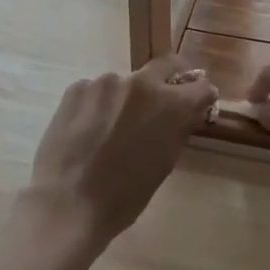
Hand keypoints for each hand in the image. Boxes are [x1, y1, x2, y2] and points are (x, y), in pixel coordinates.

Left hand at [22, 54, 215, 256]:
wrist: (68, 204)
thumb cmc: (124, 195)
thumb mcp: (164, 164)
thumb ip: (178, 129)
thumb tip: (186, 113)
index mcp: (171, 105)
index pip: (201, 86)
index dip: (201, 97)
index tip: (194, 107)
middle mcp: (142, 84)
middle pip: (165, 65)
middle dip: (169, 80)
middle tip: (159, 104)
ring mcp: (106, 82)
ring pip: (125, 83)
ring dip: (125, 99)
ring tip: (110, 129)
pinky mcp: (77, 87)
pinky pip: (96, 91)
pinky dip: (98, 105)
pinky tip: (86, 131)